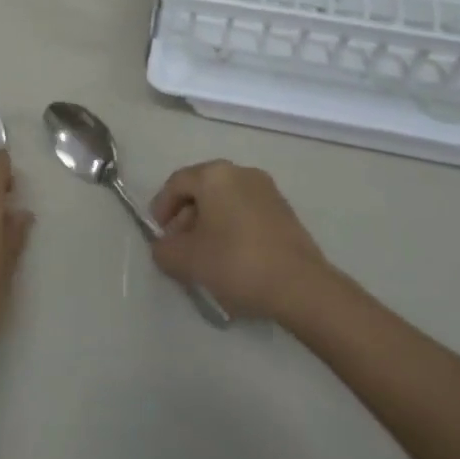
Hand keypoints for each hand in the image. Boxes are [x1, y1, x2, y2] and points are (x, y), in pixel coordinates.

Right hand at [148, 161, 338, 323]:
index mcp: (214, 175)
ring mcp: (266, 190)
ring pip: (225, 201)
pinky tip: (232, 258)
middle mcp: (240, 172)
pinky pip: (246, 212)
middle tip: (179, 248)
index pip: (177, 183)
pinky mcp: (284, 211)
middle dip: (185, 218)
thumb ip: (164, 250)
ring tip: (204, 257)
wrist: (301, 286)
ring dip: (209, 224)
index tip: (157, 234)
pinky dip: (232, 228)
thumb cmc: (236, 263)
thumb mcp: (188, 261)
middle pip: (202, 190)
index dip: (161, 207)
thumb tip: (163, 247)